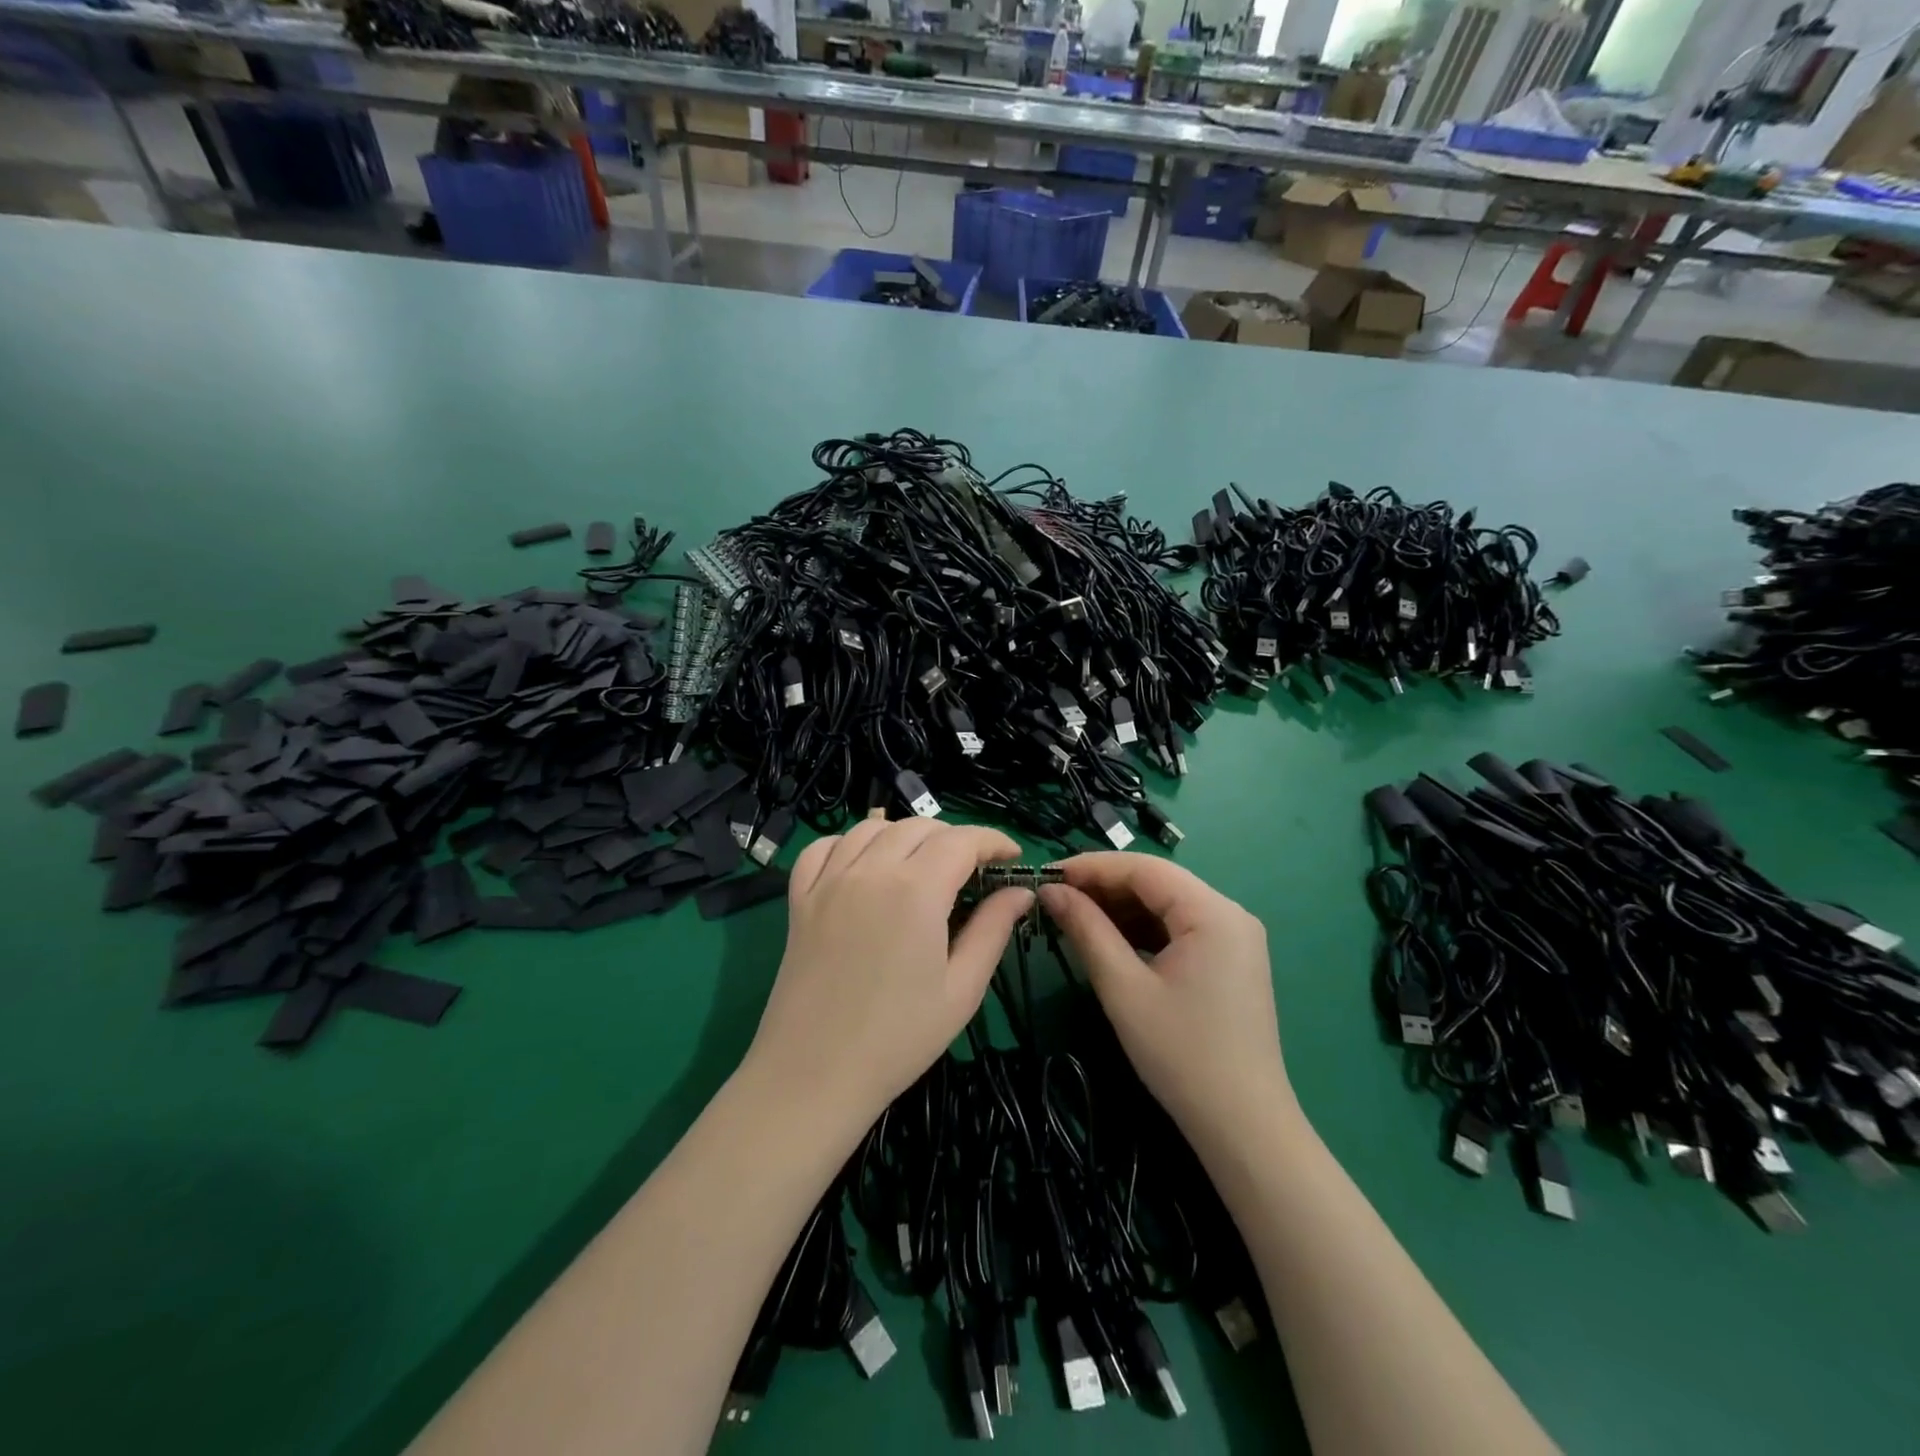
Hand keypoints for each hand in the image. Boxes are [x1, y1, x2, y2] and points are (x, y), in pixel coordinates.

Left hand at [743, 819, 1031, 1134]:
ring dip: (905, 835)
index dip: (993, 841)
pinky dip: (849, 843)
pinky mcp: (800, 899)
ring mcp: (829, 881)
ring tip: (922, 865)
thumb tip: (1020, 891)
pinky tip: (864, 866)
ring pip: (871, 827)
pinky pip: (824, 848)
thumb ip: (993, 930)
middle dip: (954, 838)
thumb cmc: (898, 1039)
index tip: (1012, 857)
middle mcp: (870, 870)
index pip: (962, 840)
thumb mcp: (962, 989)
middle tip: (972, 871)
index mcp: (916, 889)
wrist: (813, 1075)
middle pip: (919, 827)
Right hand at [1040, 854, 1293, 1145]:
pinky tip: (1109, 939)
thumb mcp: (1124, 988)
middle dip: (1104, 887)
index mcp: (1213, 912)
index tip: (1047, 876)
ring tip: (1074, 917)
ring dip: (1121, 908)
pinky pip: (1179, 928)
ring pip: (1166, 904)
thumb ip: (1087, 930)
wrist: (1243, 1126)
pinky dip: (1142, 930)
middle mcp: (1230, 914)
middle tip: (1055, 899)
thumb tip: (1051, 892)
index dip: (1092, 867)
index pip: (1144, 868)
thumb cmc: (1181, 1054)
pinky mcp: (1229, 960)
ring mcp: (1234, 937)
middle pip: (1157, 882)